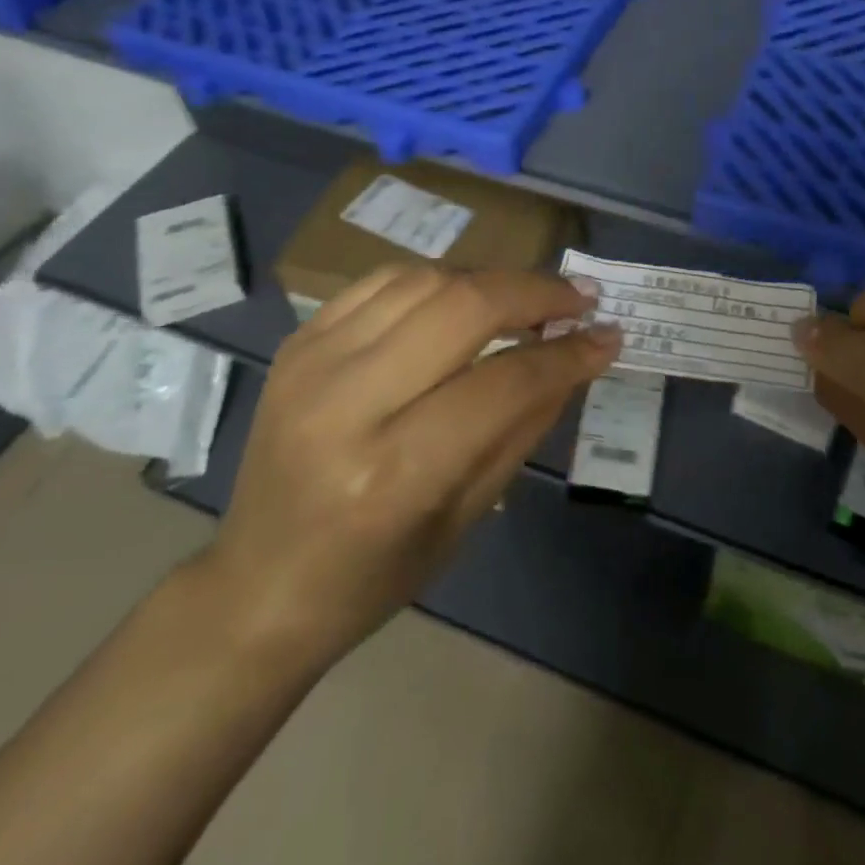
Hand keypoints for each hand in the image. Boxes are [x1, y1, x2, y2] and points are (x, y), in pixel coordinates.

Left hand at [195, 265, 621, 665]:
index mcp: (393, 474)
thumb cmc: (371, 577)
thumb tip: (575, 358)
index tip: (607, 336)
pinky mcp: (298, 342)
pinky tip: (465, 296)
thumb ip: (524, 427)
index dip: (567, 354)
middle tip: (577, 299)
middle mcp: (347, 404)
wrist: (256, 585)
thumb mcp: (466, 518)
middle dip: (534, 292)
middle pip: (462, 307)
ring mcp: (313, 362)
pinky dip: (437, 279)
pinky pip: (382, 281)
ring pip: (424, 280)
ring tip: (528, 298)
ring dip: (490, 279)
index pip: (503, 383)